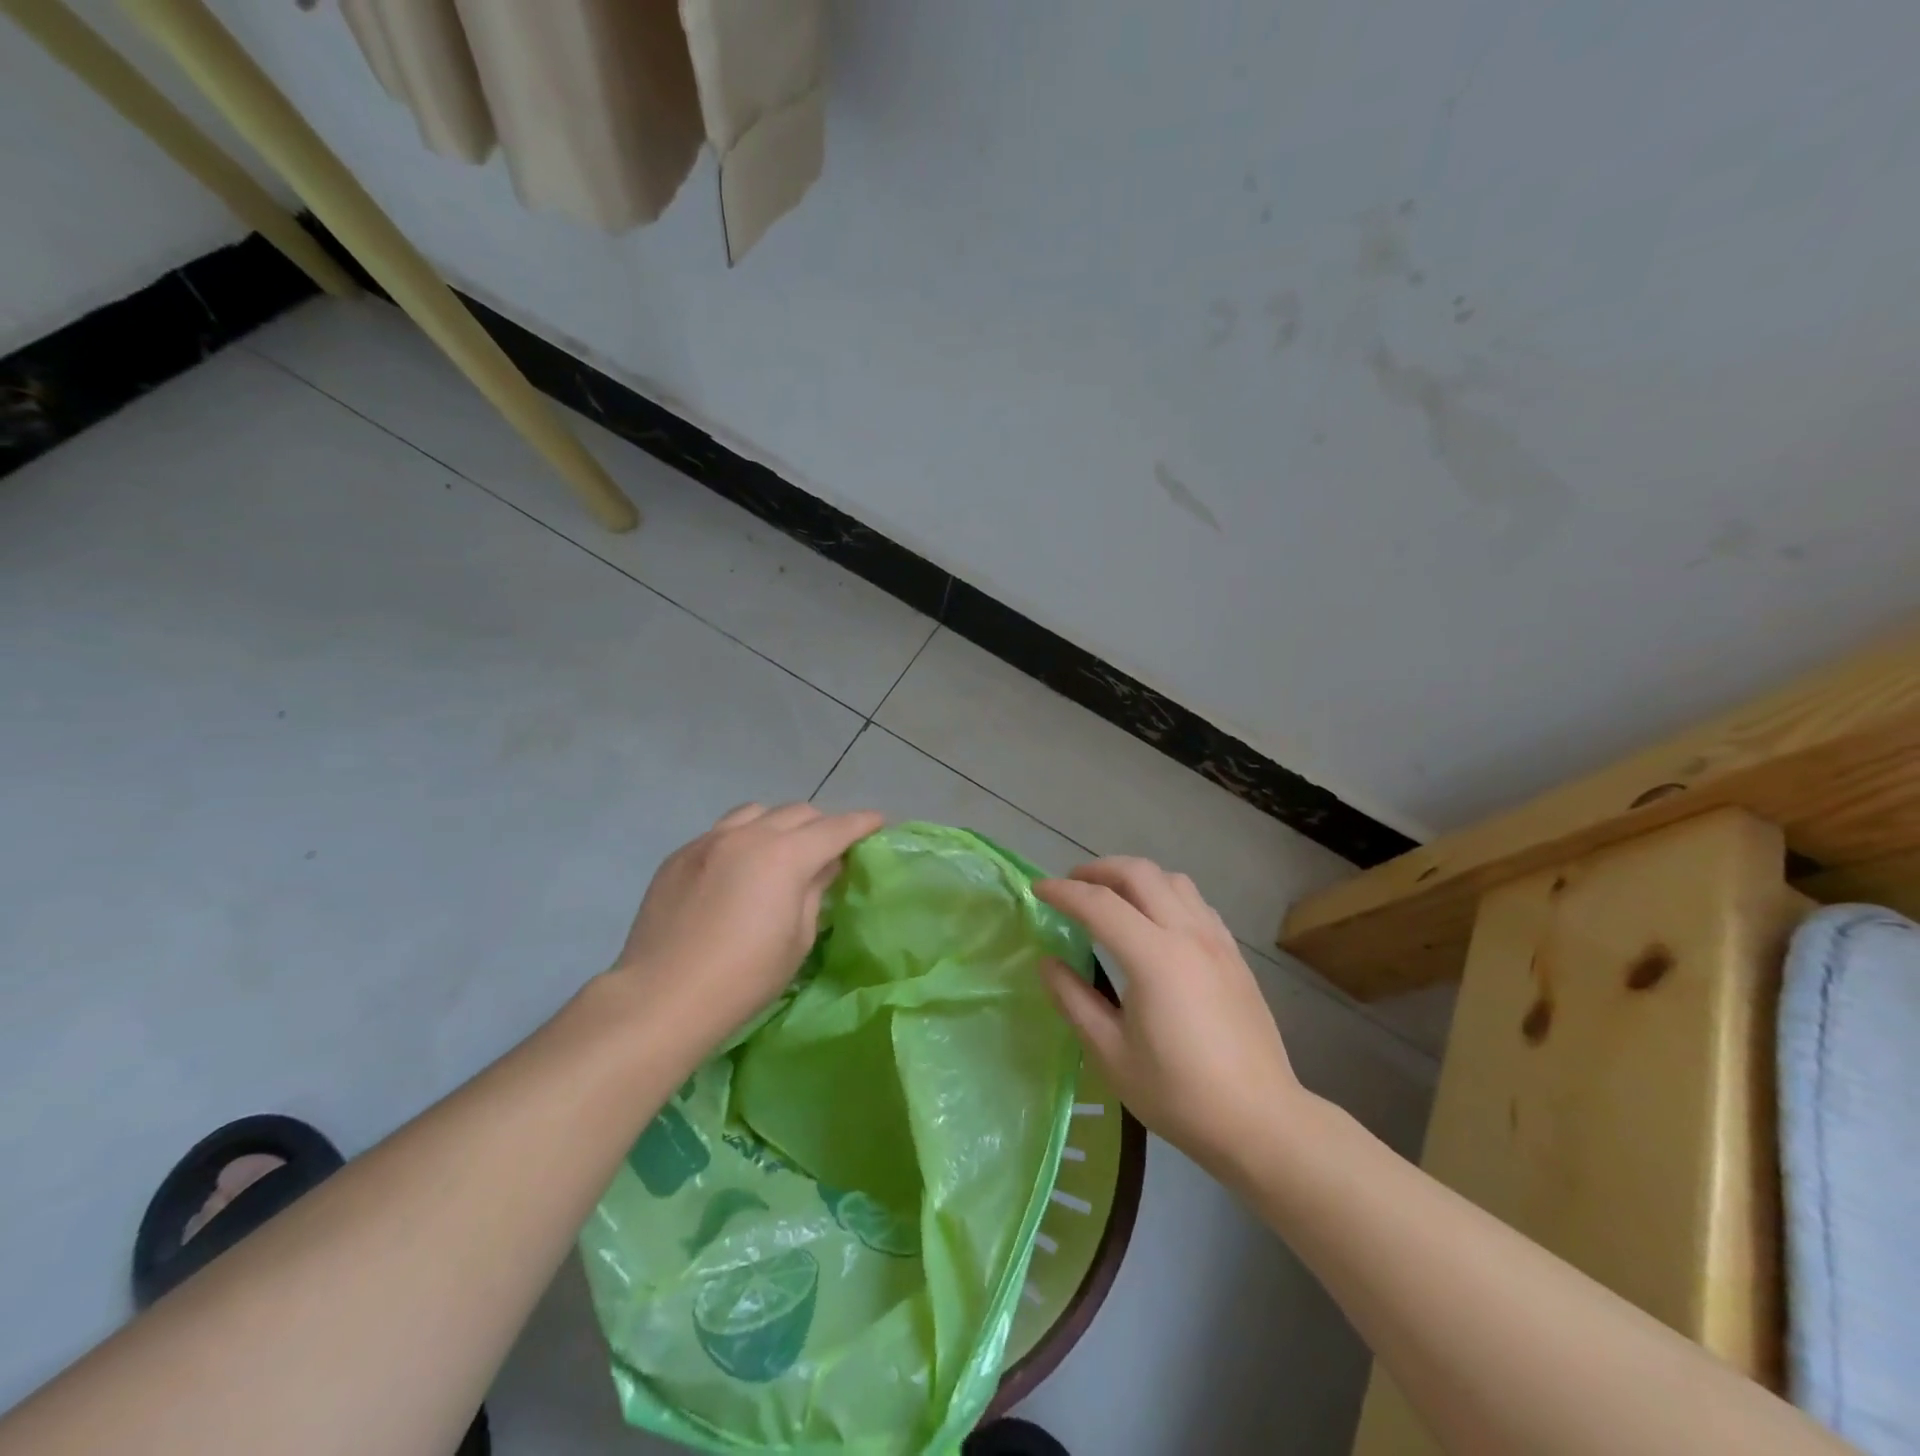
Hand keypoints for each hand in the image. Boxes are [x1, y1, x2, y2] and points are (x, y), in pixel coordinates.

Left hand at [611, 803, 882, 1056]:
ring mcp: (709, 840)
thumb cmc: (744, 977)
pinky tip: (739, 869)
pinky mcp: (680, 855)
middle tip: (831, 848)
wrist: (661, 997)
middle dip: (822, 824)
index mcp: (785, 855)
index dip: (861, 823)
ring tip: (782, 850)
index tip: (879, 821)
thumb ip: (814, 890)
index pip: (835, 828)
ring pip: (756, 812)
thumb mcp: (797, 938)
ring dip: (779, 824)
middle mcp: (748, 835)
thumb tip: (825, 864)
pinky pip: (722, 832)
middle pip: (798, 812)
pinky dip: (743, 839)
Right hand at [1035, 858, 1309, 1178]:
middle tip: (1071, 885)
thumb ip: (1074, 1000)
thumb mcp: (1112, 1054)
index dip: (1063, 892)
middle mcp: (1187, 934)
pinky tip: (1155, 921)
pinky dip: (1165, 893)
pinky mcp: (1234, 954)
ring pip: (1172, 880)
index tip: (1037, 890)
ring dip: (1135, 876)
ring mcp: (1217, 941)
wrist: (1261, 1122)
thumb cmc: (1179, 1095)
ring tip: (1111, 896)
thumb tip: (1047, 962)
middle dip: (1098, 870)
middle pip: (1139, 873)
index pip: (1099, 904)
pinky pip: (1195, 901)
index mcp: (1154, 958)